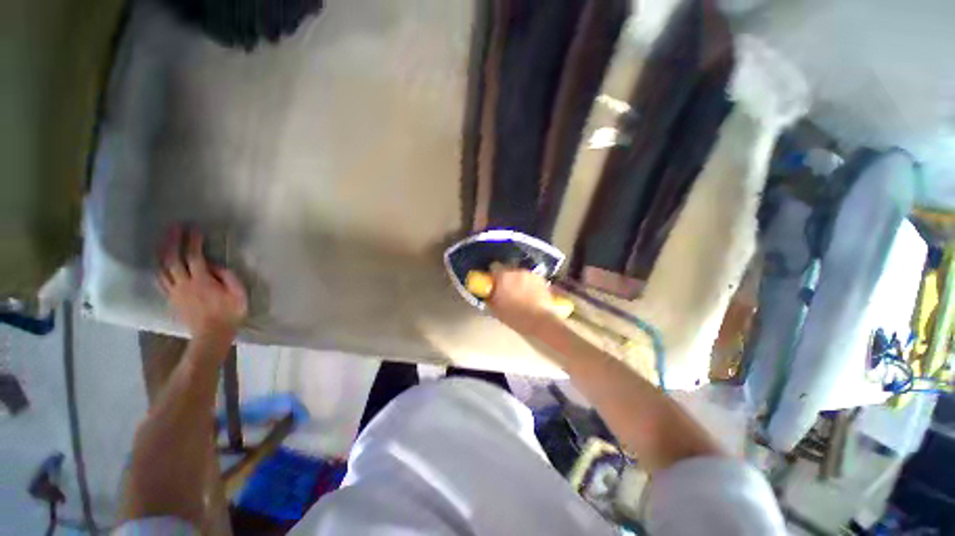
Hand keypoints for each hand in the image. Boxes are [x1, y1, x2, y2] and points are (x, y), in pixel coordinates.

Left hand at [157, 226, 247, 342]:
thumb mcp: (238, 293)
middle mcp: (184, 283)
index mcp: (202, 281)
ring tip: (163, 242)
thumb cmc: (230, 313)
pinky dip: (159, 269)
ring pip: (162, 269)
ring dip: (162, 253)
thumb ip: (227, 277)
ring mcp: (175, 292)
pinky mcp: (172, 299)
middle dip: (172, 241)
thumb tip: (214, 266)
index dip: (193, 241)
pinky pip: (161, 281)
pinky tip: (160, 264)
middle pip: (172, 259)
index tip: (193, 228)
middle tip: (173, 228)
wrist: (212, 335)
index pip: (194, 256)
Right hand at [486, 269, 561, 336]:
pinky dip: (529, 285)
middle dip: (506, 280)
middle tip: (506, 292)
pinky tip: (530, 296)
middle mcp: (516, 271)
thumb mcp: (496, 309)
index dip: (493, 276)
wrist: (540, 320)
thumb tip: (488, 293)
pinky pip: (530, 279)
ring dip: (518, 282)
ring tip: (520, 295)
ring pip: (520, 275)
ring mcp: (530, 274)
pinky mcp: (541, 279)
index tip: (493, 284)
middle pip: (508, 271)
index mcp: (502, 276)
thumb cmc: (515, 316)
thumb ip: (490, 297)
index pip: (493, 267)